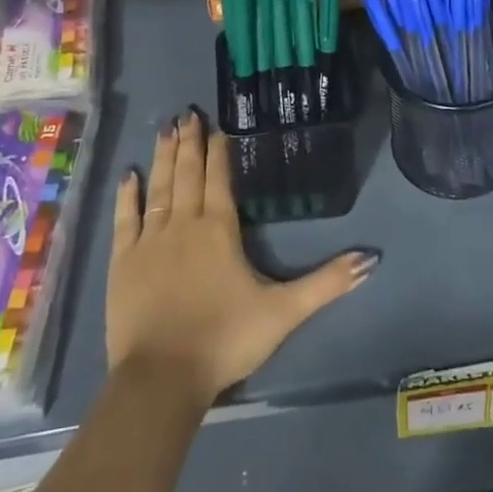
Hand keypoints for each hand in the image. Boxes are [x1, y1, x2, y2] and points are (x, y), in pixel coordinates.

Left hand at [107, 109, 376, 407]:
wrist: (162, 378)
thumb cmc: (225, 339)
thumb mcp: (284, 312)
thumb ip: (326, 283)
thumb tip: (370, 259)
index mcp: (219, 229)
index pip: (220, 178)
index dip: (219, 150)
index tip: (216, 124)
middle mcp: (184, 223)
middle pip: (188, 173)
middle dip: (190, 142)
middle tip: (187, 113)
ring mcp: (150, 240)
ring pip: (159, 187)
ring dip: (163, 157)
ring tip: (166, 129)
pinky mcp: (122, 262)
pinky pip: (125, 219)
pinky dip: (127, 196)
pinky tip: (128, 175)